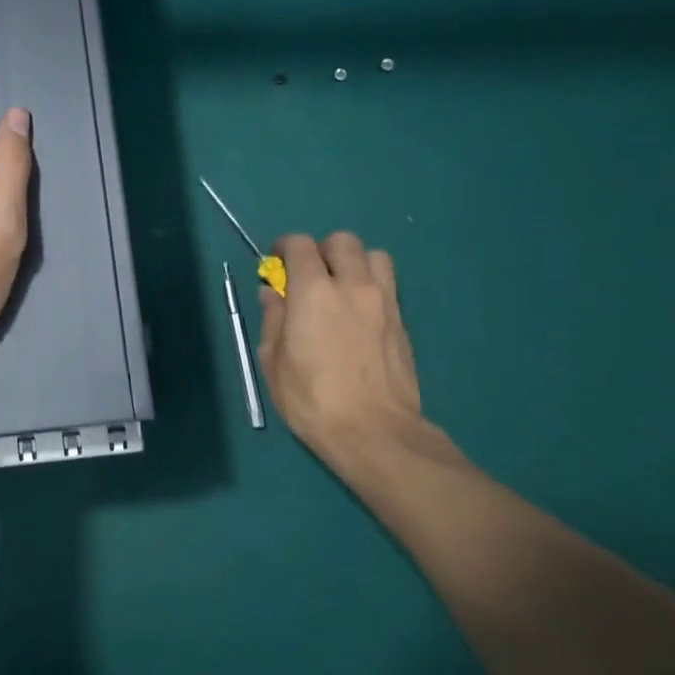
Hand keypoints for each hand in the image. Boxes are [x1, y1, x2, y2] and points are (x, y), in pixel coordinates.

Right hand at [256, 232, 445, 493]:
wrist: (374, 432)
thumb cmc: (312, 399)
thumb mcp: (273, 362)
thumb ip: (272, 319)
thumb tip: (272, 294)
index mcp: (313, 291)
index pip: (300, 245)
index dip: (284, 247)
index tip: (276, 262)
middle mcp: (352, 285)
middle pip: (342, 241)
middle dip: (321, 250)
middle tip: (309, 275)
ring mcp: (383, 301)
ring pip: (374, 256)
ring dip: (354, 262)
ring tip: (341, 287)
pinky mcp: (402, 322)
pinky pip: (388, 286)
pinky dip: (371, 286)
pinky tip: (358, 314)